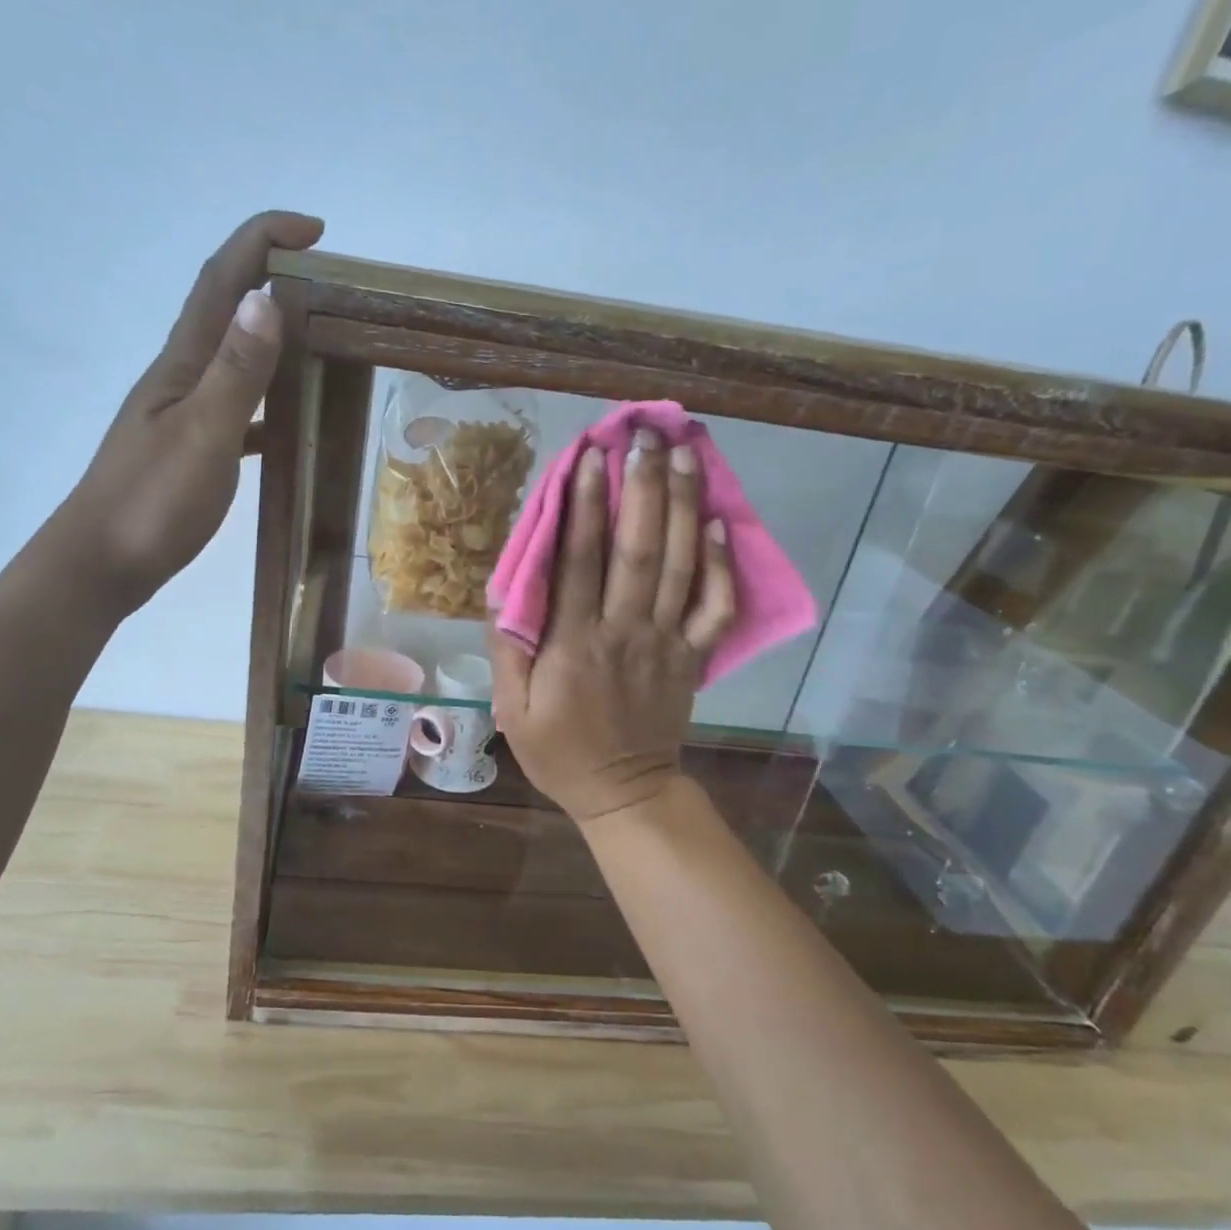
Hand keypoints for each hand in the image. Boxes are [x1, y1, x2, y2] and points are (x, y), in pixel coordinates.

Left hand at [55, 210, 324, 615]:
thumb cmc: (151, 504)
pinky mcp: (187, 450)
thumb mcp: (202, 435)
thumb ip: (236, 373)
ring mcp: (180, 414)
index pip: (221, 281)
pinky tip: (286, 421)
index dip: (261, 240)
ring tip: (317, 340)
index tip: (314, 229)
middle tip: (327, 281)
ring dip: (269, 336)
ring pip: (230, 358)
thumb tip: (266, 300)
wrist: (100, 565)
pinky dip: (264, 400)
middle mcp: (178, 378)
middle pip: (224, 309)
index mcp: (181, 365)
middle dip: (269, 276)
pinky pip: (235, 408)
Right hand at [491, 430, 735, 822]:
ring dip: (683, 507)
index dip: (584, 505)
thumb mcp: (512, 709)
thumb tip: (508, 589)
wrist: (624, 793)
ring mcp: (666, 642)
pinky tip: (720, 522)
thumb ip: (509, 648)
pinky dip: (722, 564)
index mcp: (574, 643)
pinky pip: (715, 607)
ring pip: (679, 566)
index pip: (580, 561)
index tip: (589, 456)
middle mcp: (624, 631)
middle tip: (644, 436)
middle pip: (637, 549)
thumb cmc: (559, 750)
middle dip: (642, 487)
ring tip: (684, 455)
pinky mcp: (693, 657)